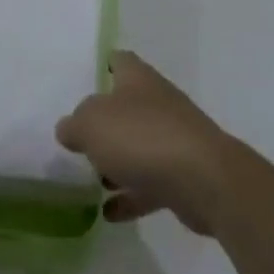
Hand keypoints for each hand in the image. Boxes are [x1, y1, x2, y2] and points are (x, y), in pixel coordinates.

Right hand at [56, 51, 234, 234]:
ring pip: (137, 146)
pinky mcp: (182, 176)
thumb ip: (75, 124)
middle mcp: (157, 103)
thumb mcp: (92, 124)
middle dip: (103, 123)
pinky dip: (130, 196)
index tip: (80, 81)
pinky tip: (108, 213)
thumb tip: (68, 128)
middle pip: (126, 106)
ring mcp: (173, 139)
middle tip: (76, 139)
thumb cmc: (143, 137)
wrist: (204, 180)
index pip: (118, 61)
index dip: (100, 66)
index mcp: (138, 79)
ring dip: (116, 163)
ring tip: (89, 180)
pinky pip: (149, 184)